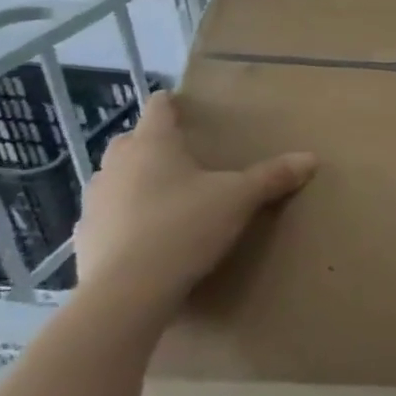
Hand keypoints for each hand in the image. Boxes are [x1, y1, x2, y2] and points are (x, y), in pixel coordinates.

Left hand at [72, 92, 315, 331]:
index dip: (170, 104)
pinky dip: (123, 218)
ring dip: (133, 181)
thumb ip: (273, 176)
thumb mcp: (240, 199)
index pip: (158, 109)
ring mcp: (95, 202)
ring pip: (114, 179)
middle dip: (150, 143)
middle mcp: (117, 165)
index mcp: (153, 145)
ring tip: (163, 196)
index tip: (180, 104)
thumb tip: (311, 158)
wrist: (127, 292)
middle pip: (130, 142)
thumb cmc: (185, 227)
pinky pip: (106, 216)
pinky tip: (143, 236)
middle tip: (180, 155)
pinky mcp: (84, 238)